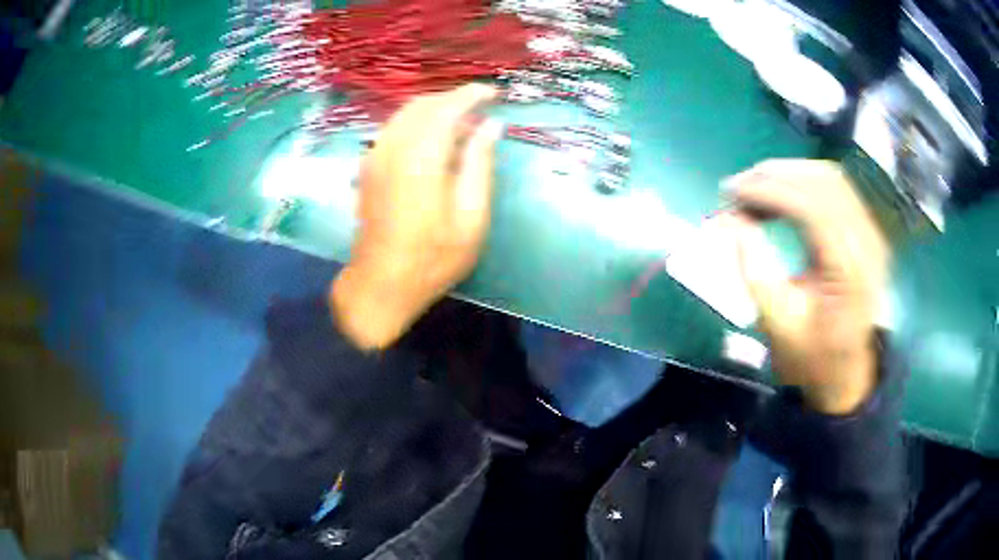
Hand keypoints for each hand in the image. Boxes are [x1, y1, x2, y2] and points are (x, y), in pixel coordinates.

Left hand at [330, 84, 502, 349]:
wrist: (380, 283)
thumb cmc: (433, 258)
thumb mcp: (471, 218)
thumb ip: (479, 165)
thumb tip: (490, 126)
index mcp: (422, 159)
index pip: (447, 108)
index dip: (471, 94)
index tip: (493, 93)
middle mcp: (393, 148)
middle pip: (423, 104)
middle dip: (453, 98)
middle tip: (481, 108)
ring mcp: (375, 156)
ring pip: (405, 113)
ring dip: (434, 108)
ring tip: (461, 121)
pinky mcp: (368, 167)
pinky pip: (394, 128)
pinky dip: (417, 121)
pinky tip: (432, 138)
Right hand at [724, 160, 888, 414]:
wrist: (845, 372)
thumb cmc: (812, 355)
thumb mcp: (777, 322)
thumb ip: (754, 267)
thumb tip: (729, 219)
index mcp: (849, 270)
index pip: (811, 207)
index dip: (768, 191)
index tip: (732, 192)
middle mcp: (867, 242)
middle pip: (822, 182)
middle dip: (774, 175)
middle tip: (737, 188)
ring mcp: (871, 233)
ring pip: (829, 178)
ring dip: (788, 174)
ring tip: (755, 188)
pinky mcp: (867, 230)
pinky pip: (836, 189)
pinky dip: (804, 182)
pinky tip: (781, 193)